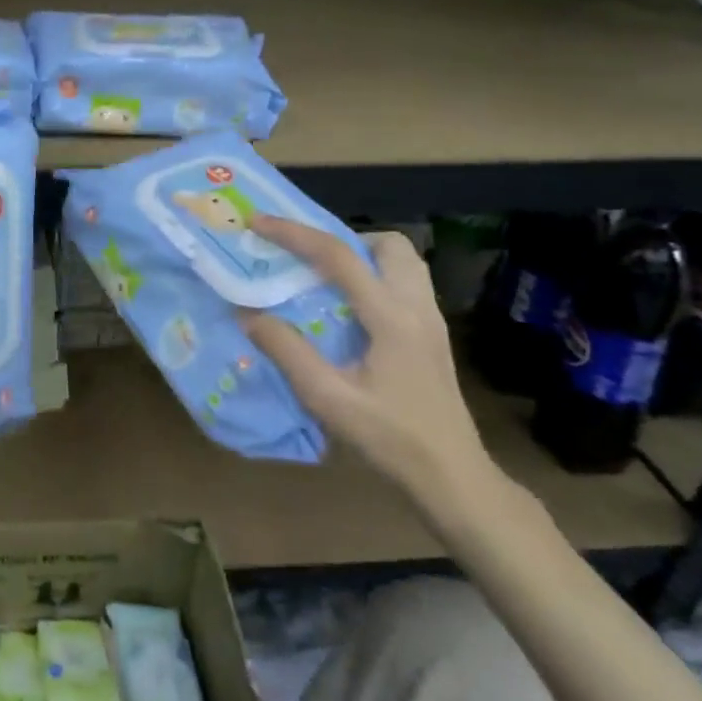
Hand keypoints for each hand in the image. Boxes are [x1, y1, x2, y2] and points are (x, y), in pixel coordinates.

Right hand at [237, 216, 493, 508]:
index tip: (259, 222)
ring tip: (328, 277)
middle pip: (389, 244)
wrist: (454, 478)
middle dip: (344, 238)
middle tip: (309, 257)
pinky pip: (405, 283)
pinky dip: (375, 276)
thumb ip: (288, 351)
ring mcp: (431, 321)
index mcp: (392, 317)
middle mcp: (417, 307)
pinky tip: (350, 308)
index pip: (339, 256)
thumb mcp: (329, 399)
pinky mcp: (433, 336)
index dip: (295, 234)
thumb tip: (247, 313)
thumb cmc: (392, 439)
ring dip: (364, 255)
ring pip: (403, 261)